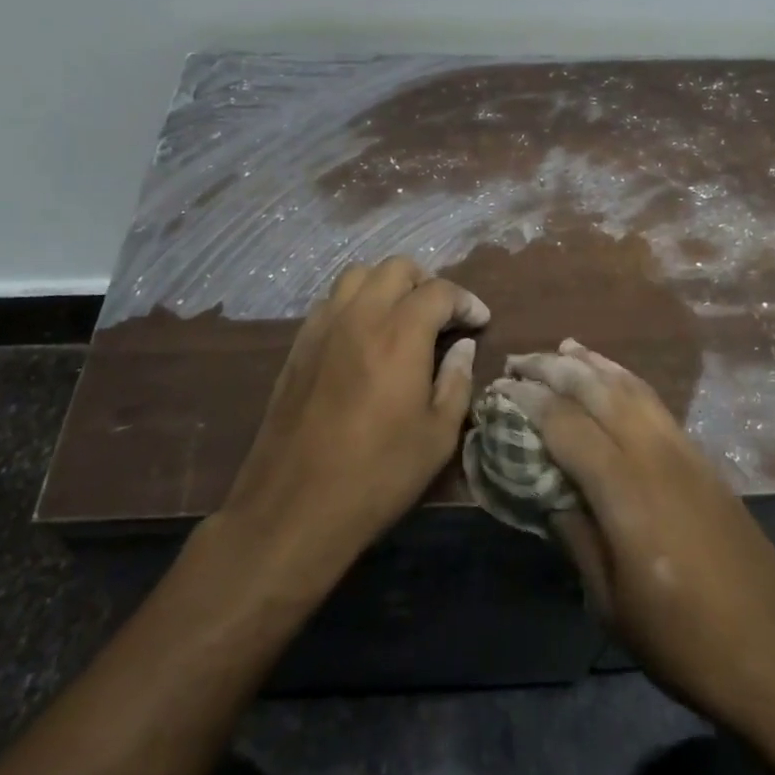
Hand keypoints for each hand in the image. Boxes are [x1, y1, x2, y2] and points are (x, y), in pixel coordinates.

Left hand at [221, 258, 487, 577]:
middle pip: (396, 267)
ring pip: (358, 275)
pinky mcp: (299, 344)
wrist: (295, 507)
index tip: (479, 321)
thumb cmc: (377, 475)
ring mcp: (323, 326)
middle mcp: (360, 316)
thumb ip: (456, 381)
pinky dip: (355, 302)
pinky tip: (363, 335)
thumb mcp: (438, 436)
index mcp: (400, 334)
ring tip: (401, 317)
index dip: (466, 301)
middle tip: (441, 316)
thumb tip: (462, 346)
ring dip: (386, 285)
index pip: (439, 290)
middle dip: (426, 283)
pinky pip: (330, 300)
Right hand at [499, 340, 774, 742]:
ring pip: (630, 386)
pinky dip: (625, 378)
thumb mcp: (610, 603)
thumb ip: (574, 534)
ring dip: (592, 363)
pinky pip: (654, 401)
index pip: (565, 423)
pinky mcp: (702, 458)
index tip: (498, 389)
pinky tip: (612, 379)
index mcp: (625, 490)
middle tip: (517, 362)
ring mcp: (683, 450)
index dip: (528, 401)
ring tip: (560, 348)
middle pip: (596, 390)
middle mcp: (654, 454)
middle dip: (553, 368)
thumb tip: (544, 489)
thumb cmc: (684, 642)